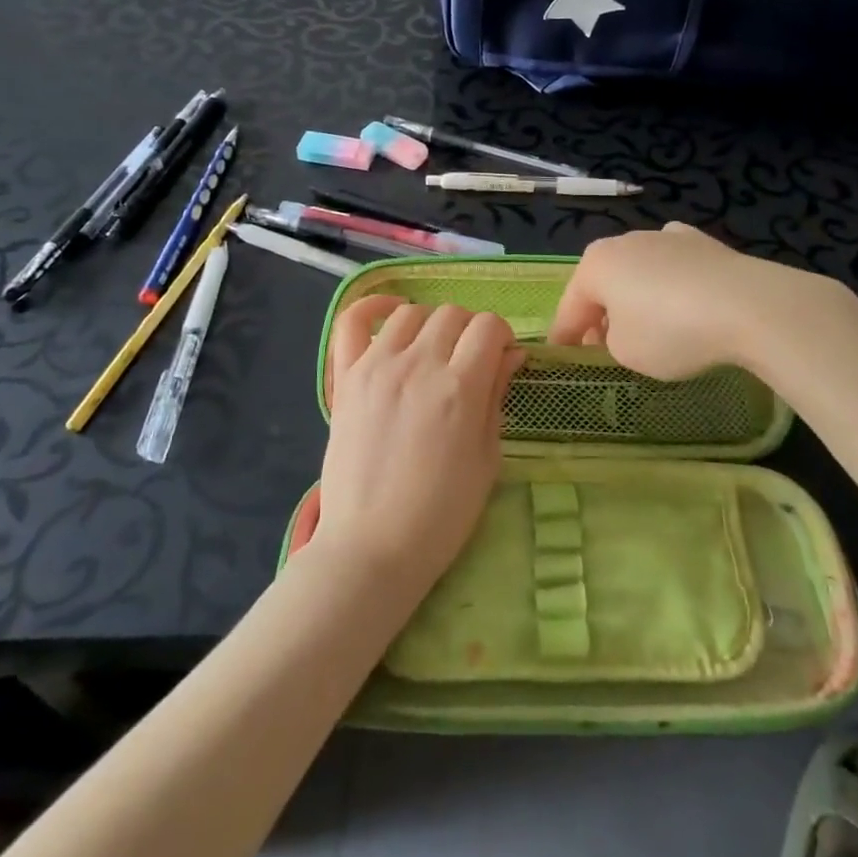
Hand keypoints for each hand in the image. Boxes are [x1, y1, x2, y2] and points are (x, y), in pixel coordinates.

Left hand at [314, 298, 521, 597]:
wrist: (371, 548)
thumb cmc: (441, 514)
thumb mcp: (487, 458)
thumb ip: (496, 396)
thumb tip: (511, 354)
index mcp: (459, 388)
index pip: (489, 326)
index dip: (501, 337)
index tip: (499, 359)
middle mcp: (418, 365)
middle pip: (453, 314)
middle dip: (470, 332)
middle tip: (467, 363)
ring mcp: (377, 367)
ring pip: (412, 313)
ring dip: (430, 325)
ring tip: (431, 353)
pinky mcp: (346, 378)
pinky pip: (352, 322)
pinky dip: (372, 307)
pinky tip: (390, 314)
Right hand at [549, 222, 835, 378]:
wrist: (748, 305)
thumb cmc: (671, 331)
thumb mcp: (625, 352)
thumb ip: (610, 340)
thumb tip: (621, 329)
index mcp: (595, 264)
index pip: (569, 307)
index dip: (564, 338)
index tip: (562, 359)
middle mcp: (626, 241)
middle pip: (603, 284)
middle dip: (600, 314)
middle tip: (604, 348)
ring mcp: (666, 236)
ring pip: (639, 272)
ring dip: (636, 297)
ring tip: (648, 328)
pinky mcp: (703, 243)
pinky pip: (674, 268)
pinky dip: (672, 284)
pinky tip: (684, 302)